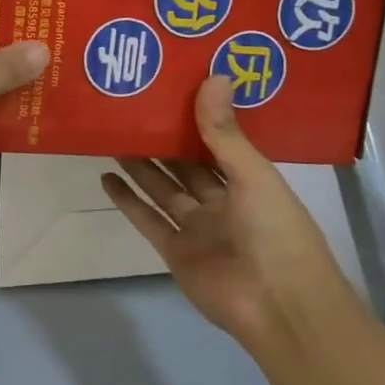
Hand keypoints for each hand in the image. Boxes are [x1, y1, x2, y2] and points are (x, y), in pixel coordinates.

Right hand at [102, 76, 334, 343]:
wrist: (279, 307)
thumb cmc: (277, 233)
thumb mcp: (254, 176)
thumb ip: (225, 133)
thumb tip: (213, 76)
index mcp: (250, 182)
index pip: (218, 143)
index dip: (197, 118)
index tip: (172, 88)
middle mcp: (222, 202)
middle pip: (186, 165)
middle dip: (163, 139)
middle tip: (132, 107)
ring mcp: (197, 228)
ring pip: (163, 189)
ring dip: (140, 165)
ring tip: (113, 134)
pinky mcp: (175, 251)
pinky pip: (147, 220)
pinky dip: (127, 201)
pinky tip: (105, 177)